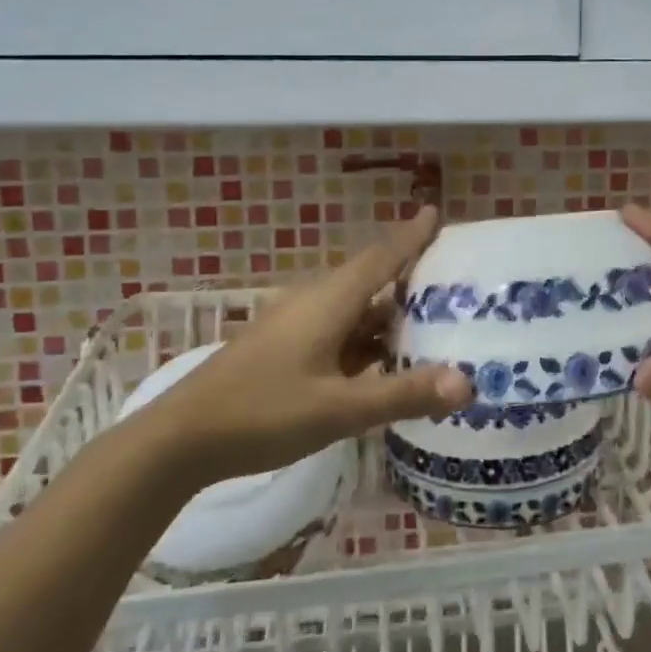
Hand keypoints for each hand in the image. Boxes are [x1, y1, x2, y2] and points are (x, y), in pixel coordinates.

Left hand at [135, 209, 473, 478]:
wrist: (181, 439)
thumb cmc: (261, 413)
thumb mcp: (339, 408)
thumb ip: (403, 394)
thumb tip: (469, 384)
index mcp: (328, 302)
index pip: (380, 257)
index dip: (411, 235)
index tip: (436, 212)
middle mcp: (314, 304)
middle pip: (371, 282)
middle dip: (411, 279)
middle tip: (456, 282)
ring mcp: (296, 328)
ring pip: (355, 312)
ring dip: (391, 316)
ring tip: (435, 322)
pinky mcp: (286, 351)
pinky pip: (339, 335)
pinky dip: (369, 342)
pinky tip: (387, 362)